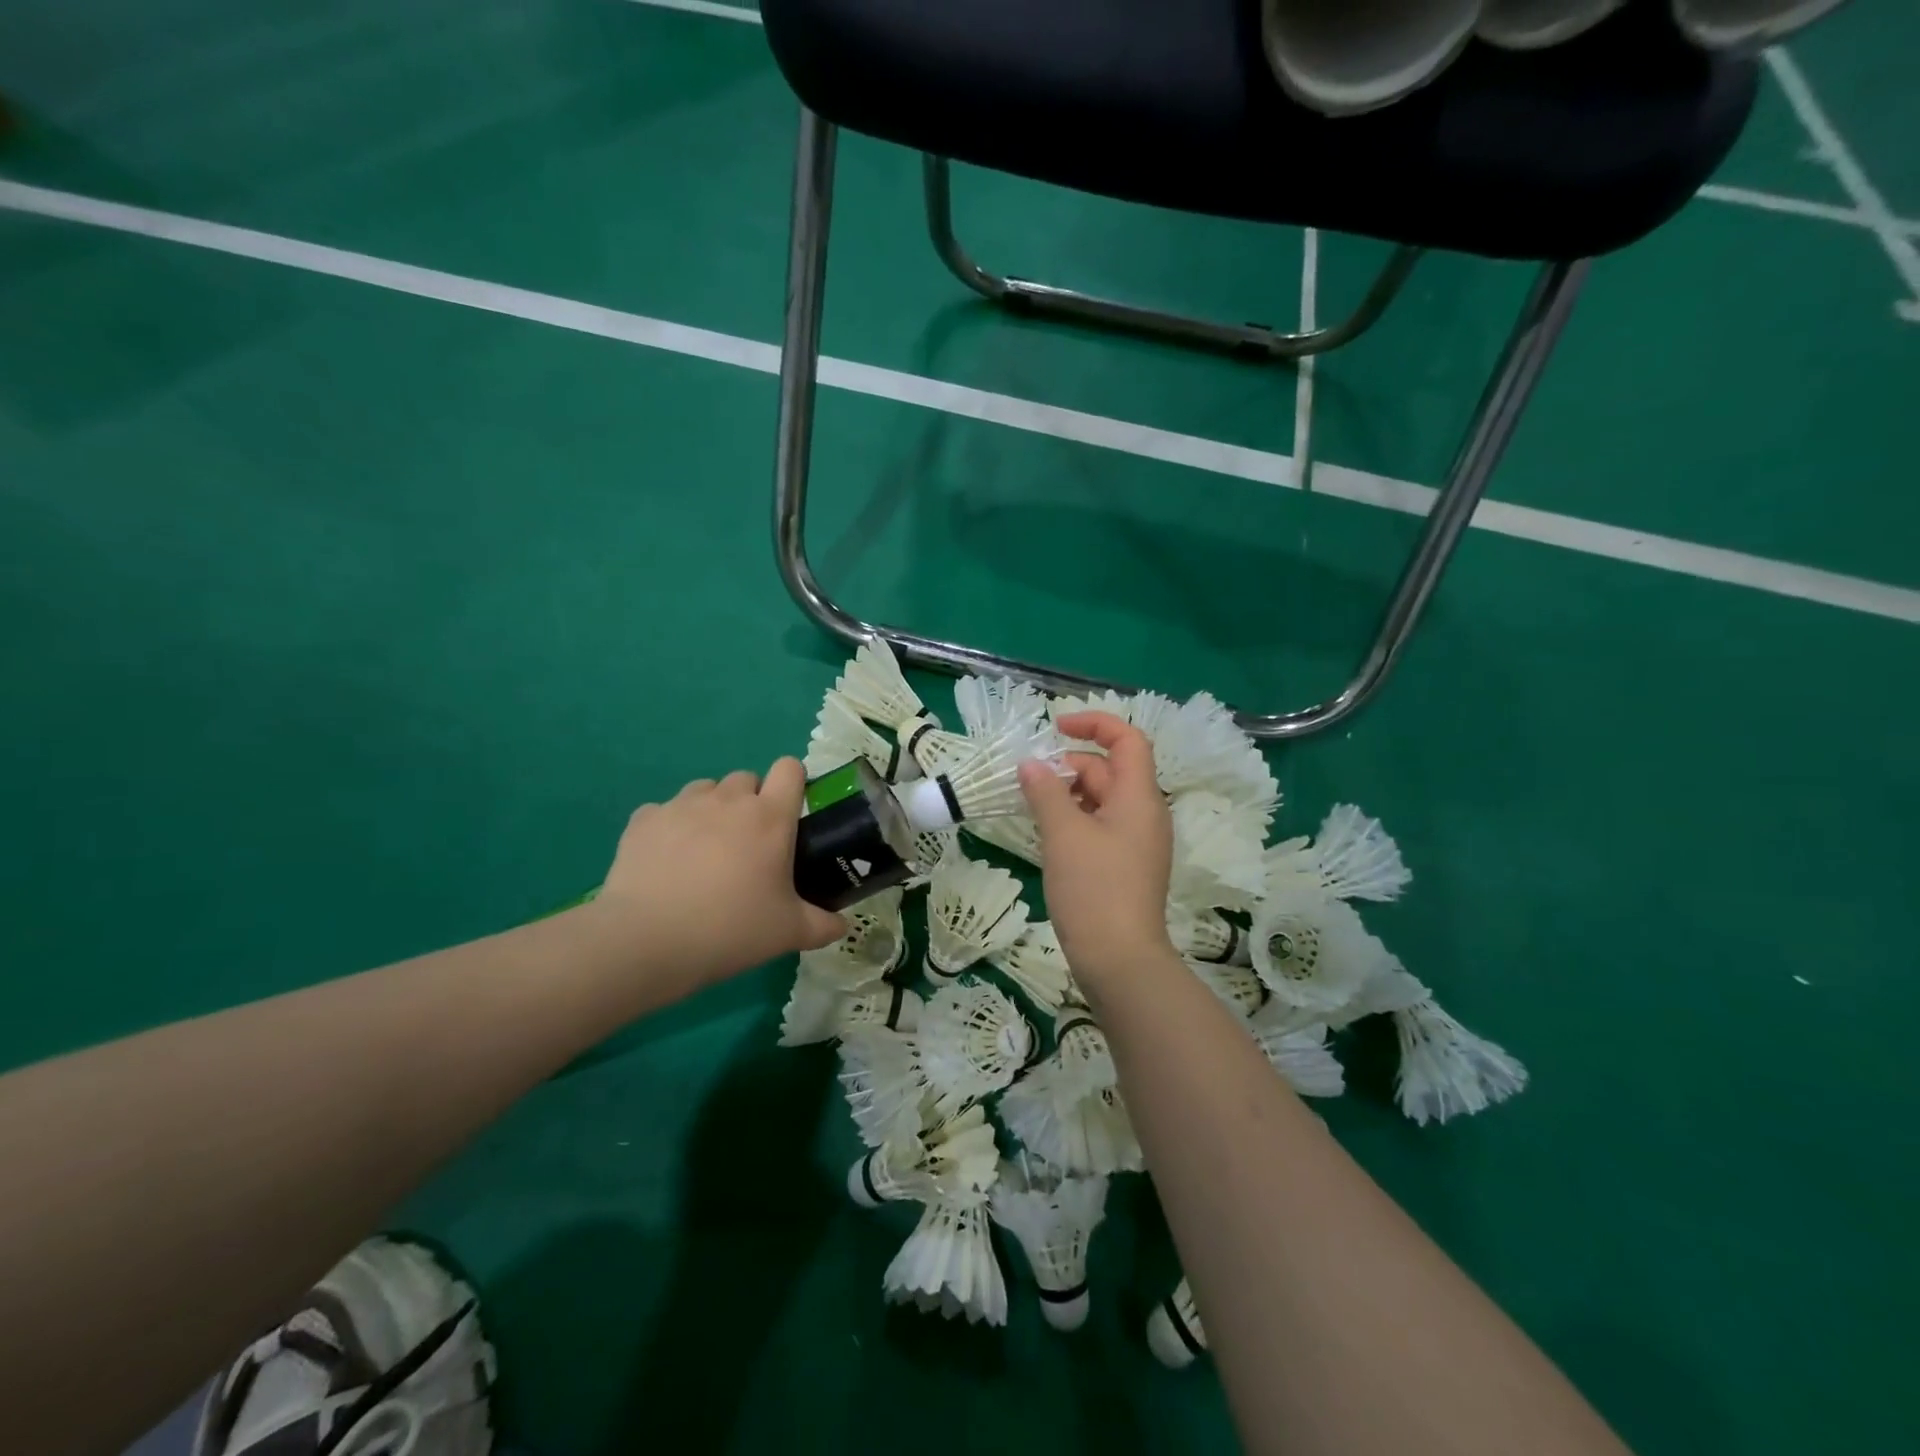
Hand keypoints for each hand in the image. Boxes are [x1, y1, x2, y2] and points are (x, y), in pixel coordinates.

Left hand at [590, 759, 847, 987]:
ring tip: (705, 851)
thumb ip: (823, 925)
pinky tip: (666, 862)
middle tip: (748, 846)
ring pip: (705, 790)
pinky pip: (664, 811)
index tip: (790, 813)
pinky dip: (670, 828)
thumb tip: (842, 926)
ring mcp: (681, 805)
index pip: (790, 768)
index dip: (793, 783)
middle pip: (747, 778)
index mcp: (770, 817)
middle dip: (751, 802)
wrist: (647, 941)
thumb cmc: (730, 929)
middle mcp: (728, 800)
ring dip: (712, 810)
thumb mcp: (789, 933)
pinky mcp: (643, 820)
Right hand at [1019, 712, 1175, 980]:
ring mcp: (1137, 842)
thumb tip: (1030, 764)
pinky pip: (1101, 827)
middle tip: (1030, 781)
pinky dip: (1075, 820)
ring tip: (1033, 807)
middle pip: (1110, 770)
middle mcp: (1145, 814)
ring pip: (1103, 800)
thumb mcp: (1063, 833)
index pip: (1128, 740)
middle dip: (1070, 766)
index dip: (1094, 724)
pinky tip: (1048, 836)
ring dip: (1069, 794)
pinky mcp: (1126, 866)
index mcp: (1139, 797)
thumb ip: (1045, 791)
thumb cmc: (1093, 888)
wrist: (1119, 960)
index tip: (1055, 728)